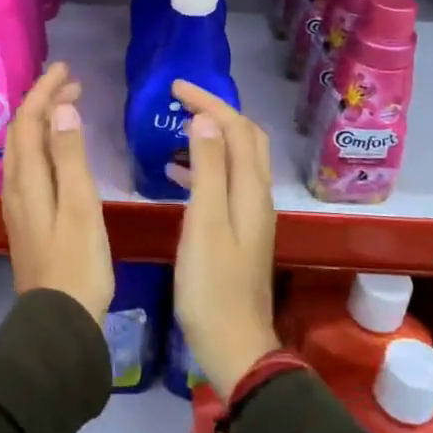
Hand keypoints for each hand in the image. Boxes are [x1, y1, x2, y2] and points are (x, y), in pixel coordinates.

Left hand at [2, 63, 113, 322]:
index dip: (44, 91)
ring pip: (22, 148)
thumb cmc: (77, 262)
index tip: (65, 68)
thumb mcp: (80, 205)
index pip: (29, 120)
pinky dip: (43, 143)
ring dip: (41, 121)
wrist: (59, 320)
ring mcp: (19, 204)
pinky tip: (59, 150)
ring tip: (66, 106)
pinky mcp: (28, 218)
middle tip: (71, 82)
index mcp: (27, 178)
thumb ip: (70, 155)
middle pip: (21, 131)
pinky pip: (29, 165)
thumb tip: (61, 108)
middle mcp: (15, 186)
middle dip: (42, 101)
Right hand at [170, 80, 278, 398]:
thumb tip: (205, 120)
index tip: (175, 88)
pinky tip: (176, 174)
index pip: (236, 128)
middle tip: (180, 101)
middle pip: (244, 139)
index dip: (209, 102)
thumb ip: (207, 169)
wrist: (234, 344)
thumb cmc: (212, 285)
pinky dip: (204, 167)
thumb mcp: (204, 222)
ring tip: (175, 129)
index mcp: (250, 189)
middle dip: (216, 112)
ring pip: (235, 159)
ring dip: (210, 137)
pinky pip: (224, 182)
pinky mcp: (239, 231)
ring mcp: (250, 214)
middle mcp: (257, 195)